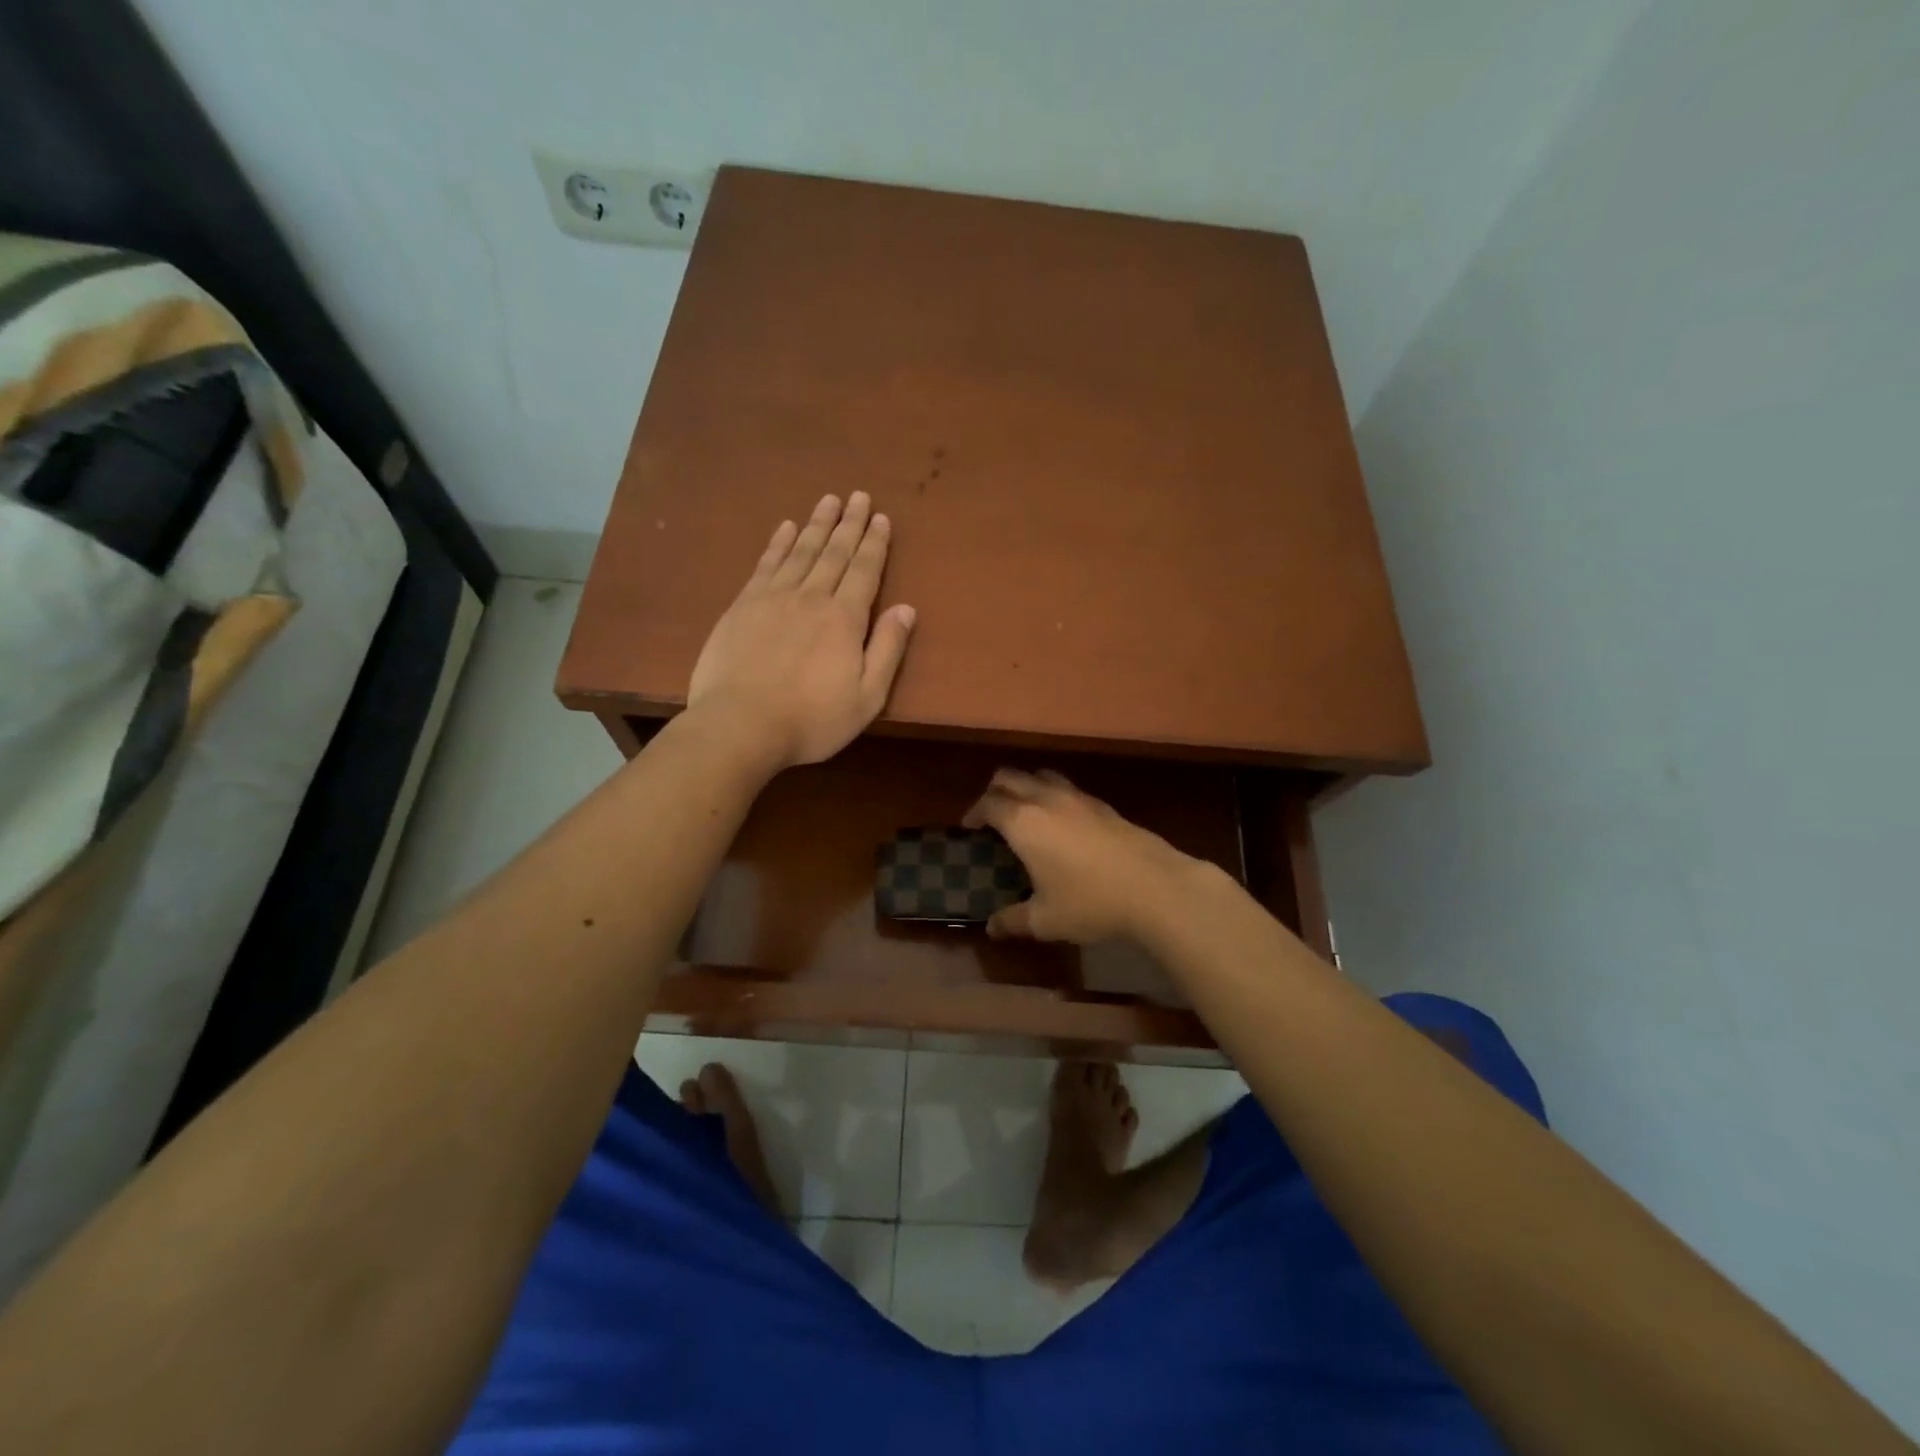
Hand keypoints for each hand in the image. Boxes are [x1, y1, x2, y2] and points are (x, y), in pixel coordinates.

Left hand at [687, 492, 915, 770]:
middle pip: (834, 552)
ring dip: (817, 524)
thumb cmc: (811, 719)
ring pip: (801, 551)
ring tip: (829, 500)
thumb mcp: (866, 697)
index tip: (881, 518)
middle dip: (849, 523)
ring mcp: (773, 598)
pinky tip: (786, 528)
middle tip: (858, 495)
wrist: (740, 725)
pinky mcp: (743, 605)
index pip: (864, 571)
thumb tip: (907, 609)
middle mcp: (811, 597)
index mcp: (845, 619)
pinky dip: (779, 543)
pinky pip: (766, 564)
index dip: (874, 543)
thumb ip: (888, 650)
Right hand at [961, 769, 1197, 943]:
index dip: (974, 812)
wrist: (1154, 887)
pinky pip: (1068, 788)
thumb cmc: (1090, 902)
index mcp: (1023, 822)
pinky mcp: (1104, 805)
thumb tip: (991, 928)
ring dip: (1026, 786)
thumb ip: (1013, 920)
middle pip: (1011, 777)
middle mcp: (1046, 800)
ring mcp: (1078, 798)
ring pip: (1042, 775)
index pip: (988, 804)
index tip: (969, 827)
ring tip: (1026, 811)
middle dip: (995, 791)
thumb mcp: (1045, 919)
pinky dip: (1055, 796)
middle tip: (991, 814)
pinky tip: (1064, 824)